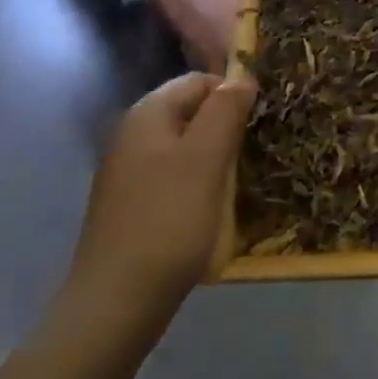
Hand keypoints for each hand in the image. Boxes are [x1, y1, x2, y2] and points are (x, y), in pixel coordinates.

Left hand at [70, 73, 255, 311]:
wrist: (117, 302)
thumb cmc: (169, 220)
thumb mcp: (207, 159)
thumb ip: (225, 111)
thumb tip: (242, 76)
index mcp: (147, 114)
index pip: (199, 81)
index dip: (233, 94)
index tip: (260, 122)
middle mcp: (132, 134)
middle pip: (190, 113)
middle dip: (225, 127)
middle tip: (254, 154)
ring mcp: (128, 171)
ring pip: (184, 147)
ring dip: (214, 158)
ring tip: (239, 183)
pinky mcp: (131, 204)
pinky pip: (173, 177)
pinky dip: (197, 184)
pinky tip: (211, 209)